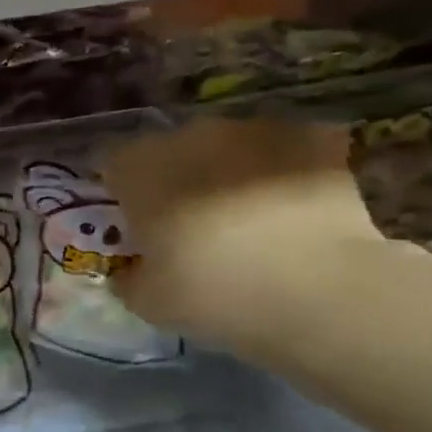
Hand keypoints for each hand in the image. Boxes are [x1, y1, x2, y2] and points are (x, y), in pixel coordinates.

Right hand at [102, 117, 387, 354]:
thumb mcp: (148, 302)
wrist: (319, 290)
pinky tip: (295, 207)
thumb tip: (131, 269)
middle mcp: (191, 135)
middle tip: (191, 222)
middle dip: (175, 177)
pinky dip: (285, 169)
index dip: (119, 188)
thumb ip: (129, 276)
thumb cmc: (213, 294)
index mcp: (141, 168)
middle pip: (171, 149)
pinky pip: (285, 147)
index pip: (111, 162)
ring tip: (249, 216)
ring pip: (227, 145)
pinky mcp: (310, 136)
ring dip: (228, 170)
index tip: (132, 219)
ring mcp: (254, 129)